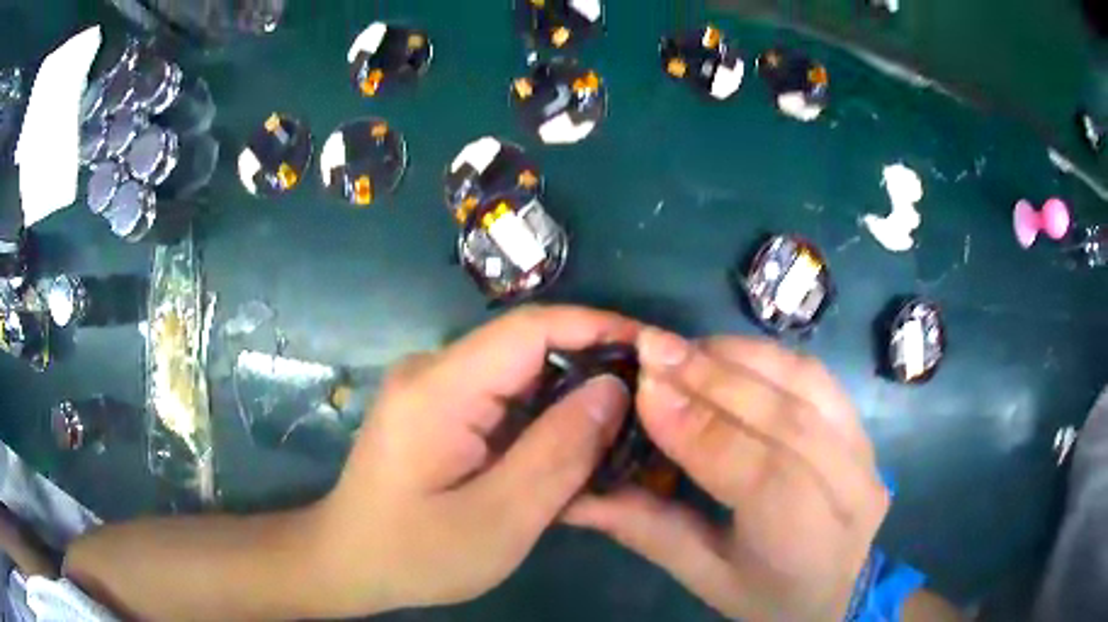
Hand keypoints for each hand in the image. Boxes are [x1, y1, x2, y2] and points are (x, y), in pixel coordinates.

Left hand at [313, 305, 638, 616]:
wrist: (348, 561)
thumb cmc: (415, 553)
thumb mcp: (498, 520)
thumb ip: (559, 453)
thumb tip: (613, 388)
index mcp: (438, 389)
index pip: (529, 329)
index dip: (595, 326)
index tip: (650, 347)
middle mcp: (432, 371)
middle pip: (526, 346)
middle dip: (591, 363)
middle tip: (648, 398)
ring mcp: (431, 386)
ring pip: (519, 371)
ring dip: (571, 392)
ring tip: (621, 423)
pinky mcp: (436, 407)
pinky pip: (502, 394)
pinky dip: (544, 413)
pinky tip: (571, 444)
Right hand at [565, 328, 888, 621]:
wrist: (836, 590)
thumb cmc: (765, 596)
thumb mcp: (703, 576)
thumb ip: (647, 529)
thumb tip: (576, 494)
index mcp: (807, 545)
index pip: (758, 474)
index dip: (700, 427)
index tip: (643, 387)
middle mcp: (850, 491)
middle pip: (785, 419)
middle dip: (714, 378)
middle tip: (652, 347)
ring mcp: (866, 454)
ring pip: (807, 385)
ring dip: (740, 357)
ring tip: (683, 346)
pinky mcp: (864, 429)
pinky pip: (818, 377)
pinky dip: (769, 357)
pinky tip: (728, 352)